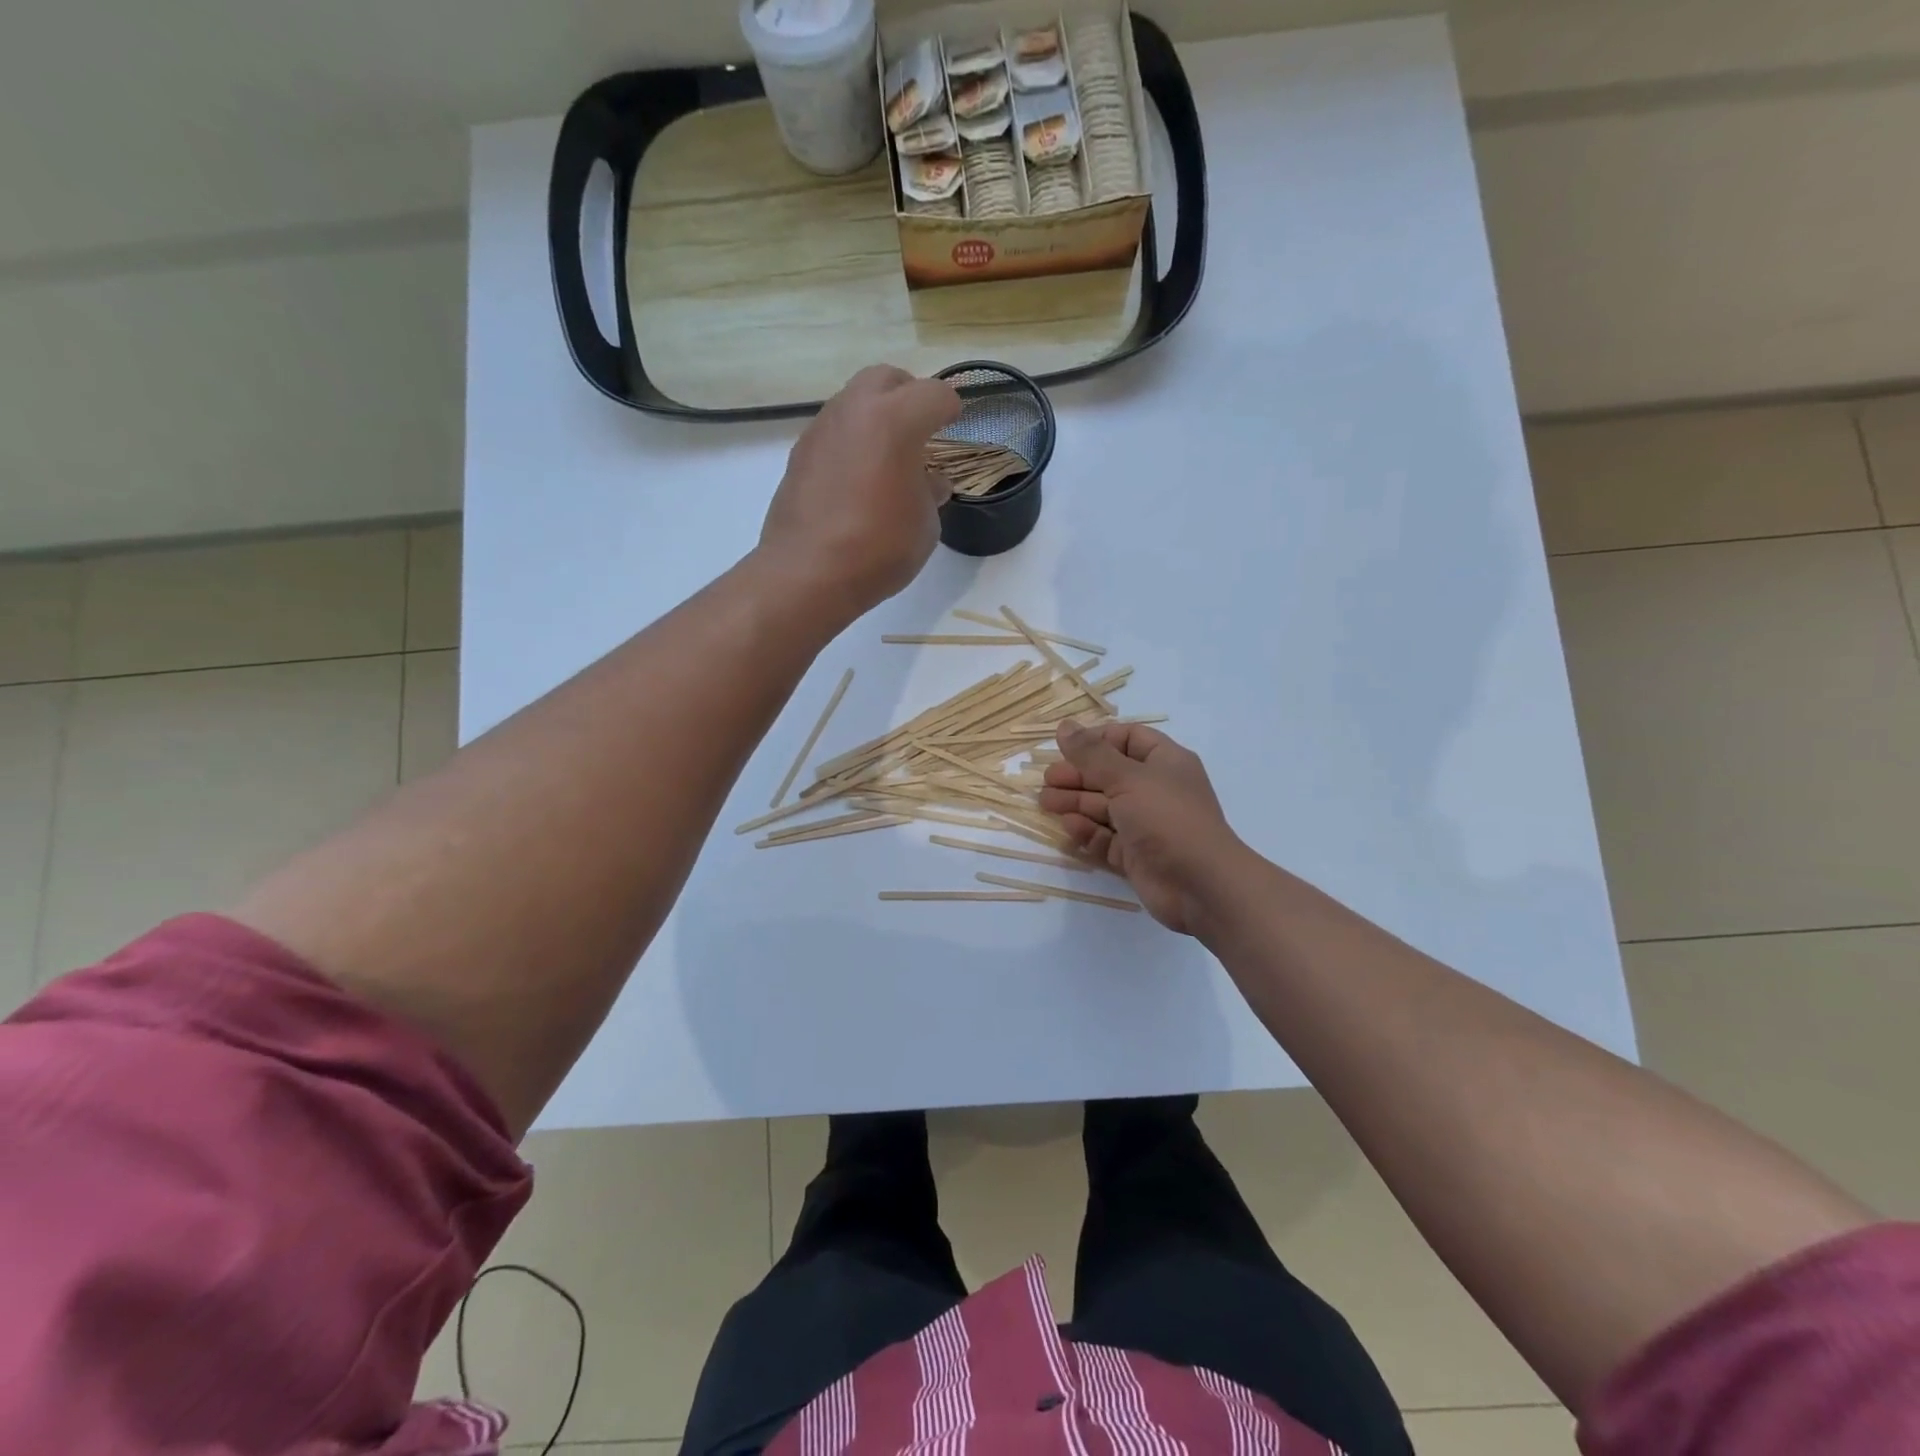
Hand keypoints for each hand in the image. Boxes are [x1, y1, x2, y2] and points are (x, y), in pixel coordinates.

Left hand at [758, 365, 961, 624]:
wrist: (808, 574)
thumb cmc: (879, 548)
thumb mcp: (924, 525)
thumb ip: (930, 492)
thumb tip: (928, 481)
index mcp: (895, 420)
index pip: (935, 395)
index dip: (951, 409)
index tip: (955, 423)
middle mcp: (854, 411)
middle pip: (887, 378)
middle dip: (909, 395)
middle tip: (921, 428)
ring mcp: (821, 429)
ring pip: (854, 401)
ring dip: (875, 417)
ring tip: (888, 456)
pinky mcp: (799, 454)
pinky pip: (833, 432)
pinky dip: (851, 442)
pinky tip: (857, 478)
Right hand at [1040, 721, 1247, 934]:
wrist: (1200, 885)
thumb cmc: (1167, 818)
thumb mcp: (1127, 778)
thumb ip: (1092, 754)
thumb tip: (1065, 726)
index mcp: (1165, 762)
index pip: (1128, 739)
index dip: (1096, 741)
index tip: (1066, 748)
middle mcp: (1156, 790)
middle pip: (1110, 774)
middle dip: (1078, 775)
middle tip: (1047, 780)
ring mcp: (1146, 824)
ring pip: (1104, 807)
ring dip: (1075, 802)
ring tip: (1045, 802)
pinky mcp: (1137, 855)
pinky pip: (1106, 838)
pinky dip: (1087, 832)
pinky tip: (1069, 827)